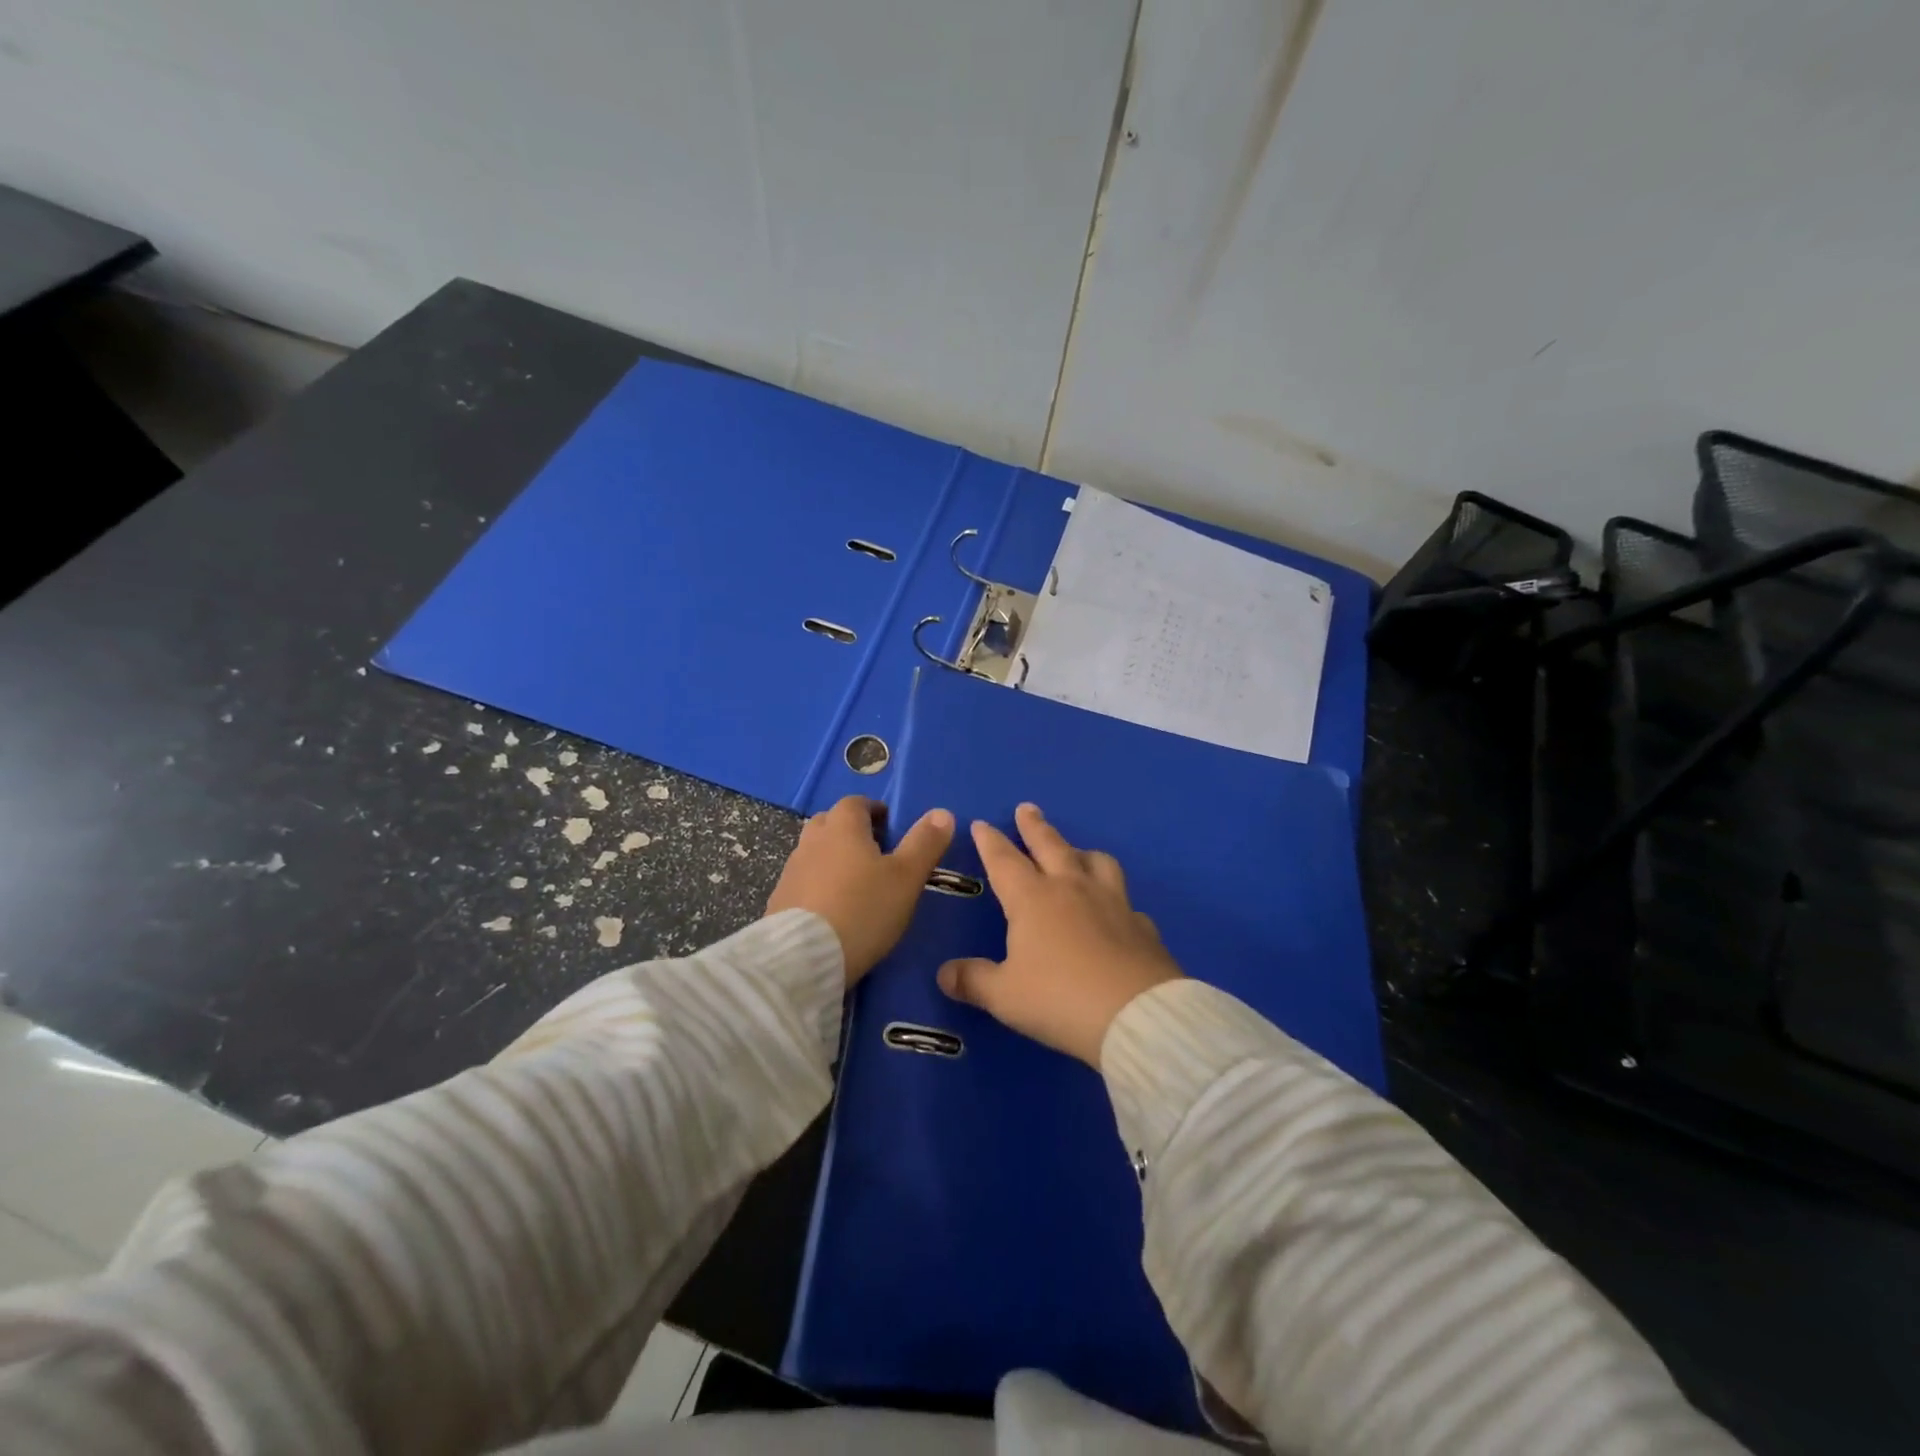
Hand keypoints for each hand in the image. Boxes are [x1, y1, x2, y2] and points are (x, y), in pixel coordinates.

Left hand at [766, 795, 954, 983]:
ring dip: (832, 857)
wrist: (804, 957)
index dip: (874, 810)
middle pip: (830, 822)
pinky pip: (803, 881)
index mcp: (843, 827)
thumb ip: (925, 844)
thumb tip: (942, 813)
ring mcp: (791, 870)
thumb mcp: (906, 878)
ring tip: (855, 883)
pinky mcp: (779, 900)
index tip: (890, 827)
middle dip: (850, 830)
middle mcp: (812, 841)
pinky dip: (817, 884)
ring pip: (814, 851)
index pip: (856, 802)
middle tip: (874, 852)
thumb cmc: (864, 909)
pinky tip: (832, 908)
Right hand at [938, 803, 1183, 1066]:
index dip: (990, 842)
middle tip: (1026, 808)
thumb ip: (974, 981)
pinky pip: (1126, 902)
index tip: (981, 824)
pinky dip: (1115, 899)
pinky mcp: (1142, 926)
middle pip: (1050, 846)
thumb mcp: (1005, 996)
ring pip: (1096, 862)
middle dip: (1034, 826)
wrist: (1136, 1016)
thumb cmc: (1059, 999)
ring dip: (1080, 852)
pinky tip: (1115, 911)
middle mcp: (1072, 889)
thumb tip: (944, 974)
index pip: (1004, 861)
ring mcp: (1112, 903)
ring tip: (1075, 851)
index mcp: (1033, 899)